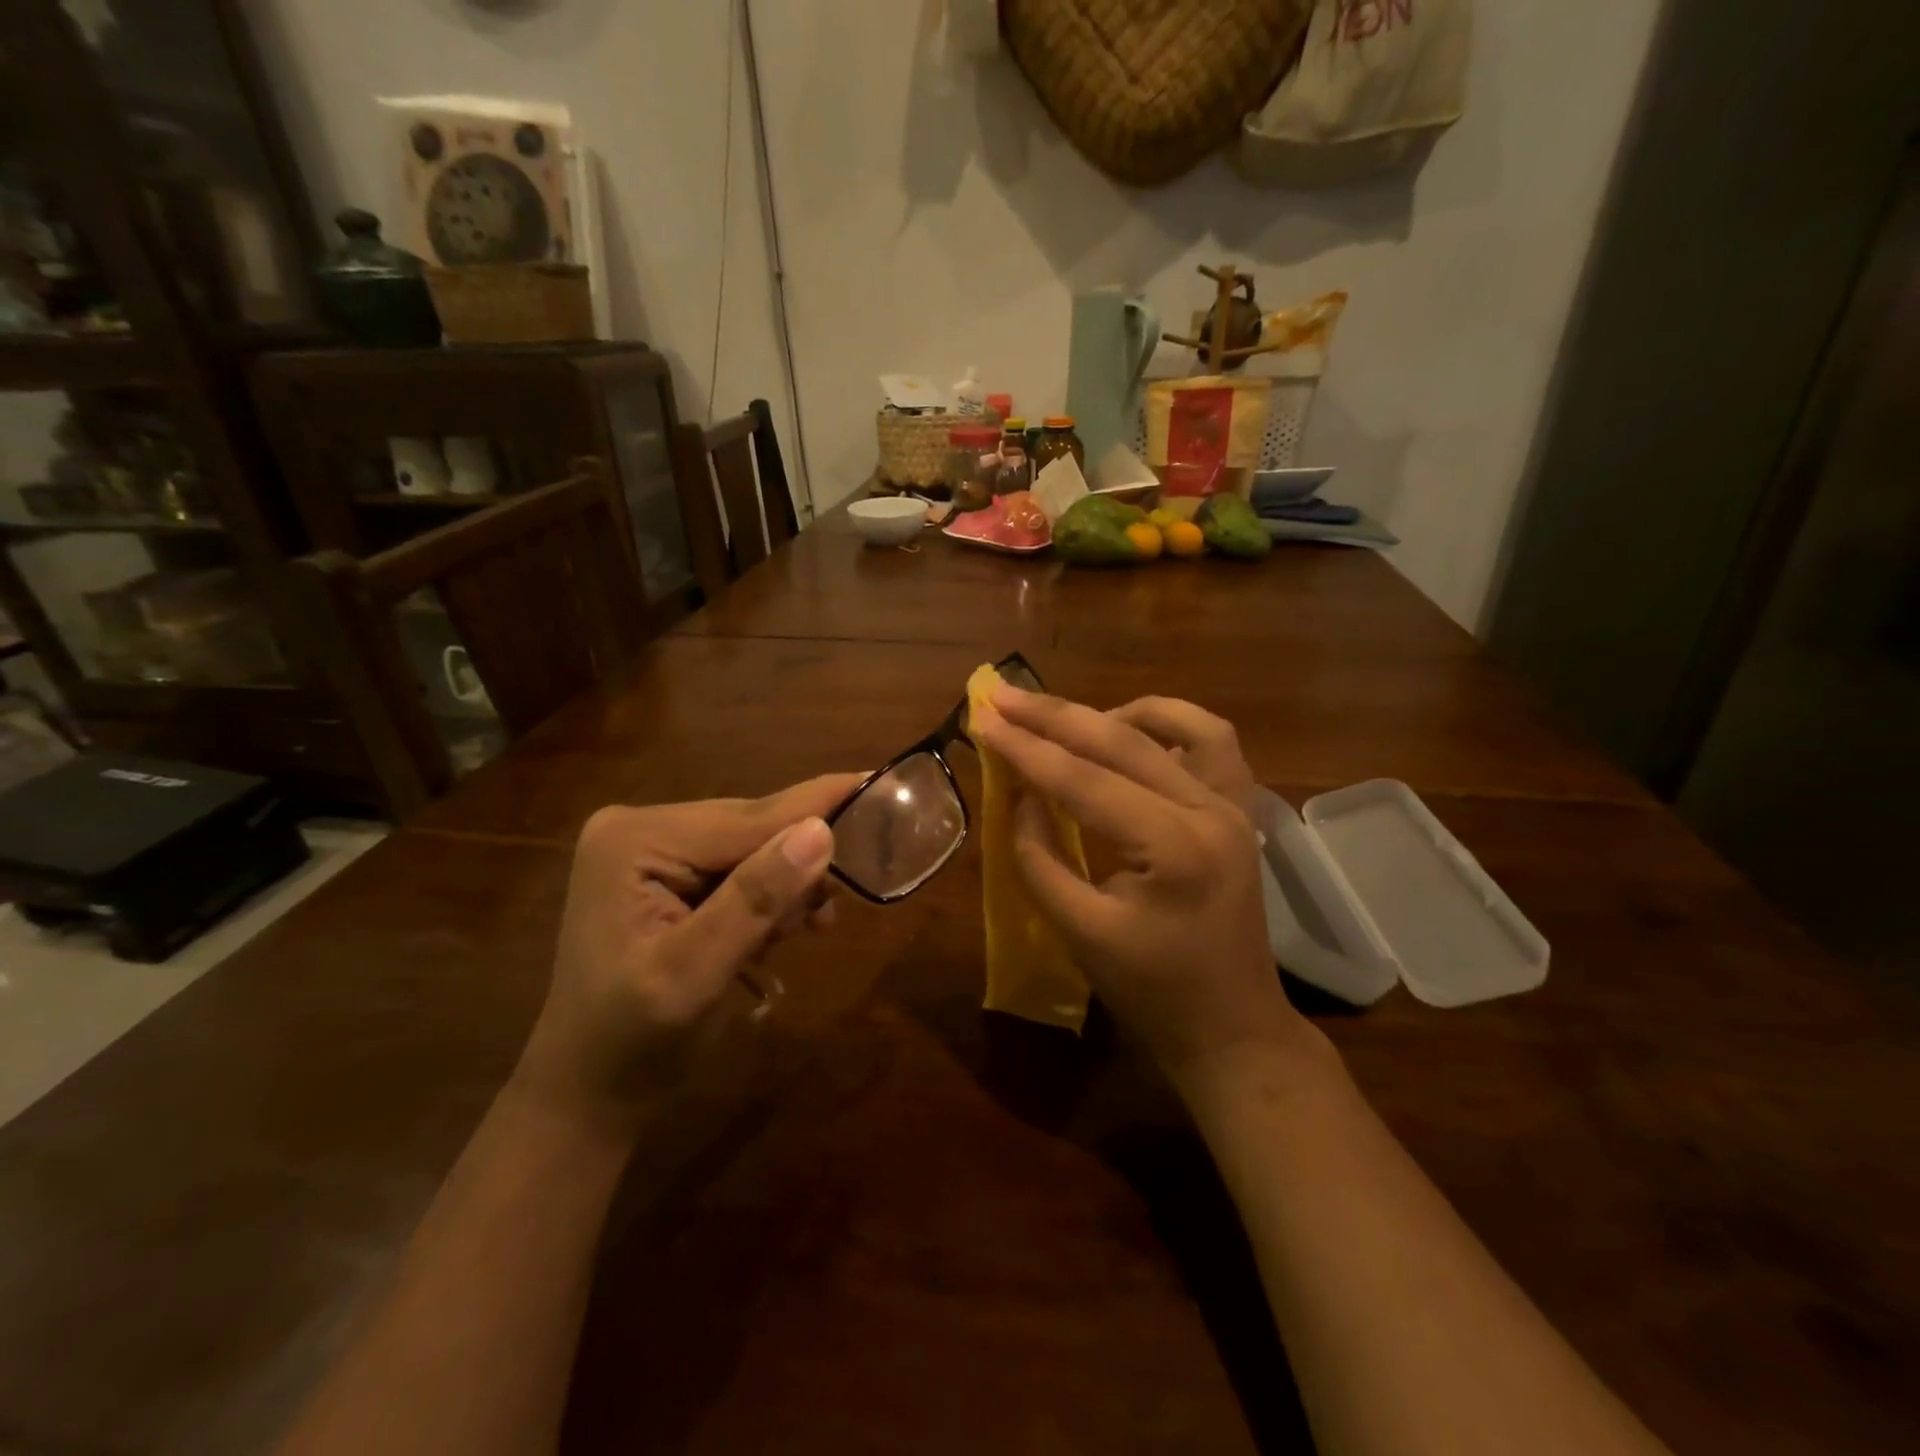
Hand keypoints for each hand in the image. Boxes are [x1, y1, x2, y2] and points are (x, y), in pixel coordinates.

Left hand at [515, 774, 862, 1125]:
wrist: (587, 1093)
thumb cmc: (631, 1044)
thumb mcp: (693, 975)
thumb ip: (755, 900)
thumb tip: (821, 832)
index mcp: (636, 840)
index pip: (748, 820)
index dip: (818, 808)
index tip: (879, 783)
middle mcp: (642, 827)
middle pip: (753, 828)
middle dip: (799, 866)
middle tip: (830, 915)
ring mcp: (653, 848)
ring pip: (754, 847)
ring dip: (786, 887)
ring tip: (802, 932)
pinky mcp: (666, 872)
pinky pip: (740, 867)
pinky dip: (768, 897)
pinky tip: (776, 932)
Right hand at [972, 685, 1319, 1091]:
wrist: (1231, 1027)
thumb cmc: (1151, 993)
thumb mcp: (1079, 932)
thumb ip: (1039, 858)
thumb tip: (1019, 795)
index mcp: (1173, 847)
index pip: (1084, 780)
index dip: (1026, 748)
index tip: (982, 717)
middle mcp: (1211, 811)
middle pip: (1122, 742)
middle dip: (1054, 716)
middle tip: (1002, 695)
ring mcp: (1235, 806)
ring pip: (1177, 725)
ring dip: (1115, 713)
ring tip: (1067, 720)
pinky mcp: (1240, 812)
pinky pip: (1212, 744)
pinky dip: (1168, 726)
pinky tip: (1130, 734)